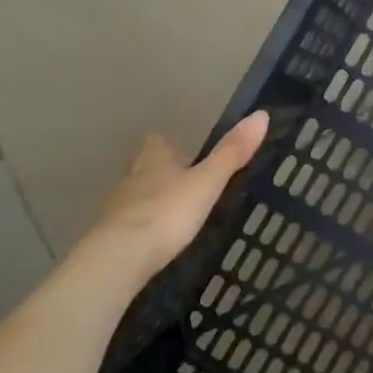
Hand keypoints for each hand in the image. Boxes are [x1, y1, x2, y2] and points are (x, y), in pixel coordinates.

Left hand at [82, 112, 269, 278]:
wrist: (121, 256)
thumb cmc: (167, 212)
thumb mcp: (207, 182)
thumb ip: (231, 153)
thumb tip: (261, 115)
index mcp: (154, 160)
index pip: (157, 142)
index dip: (168, 144)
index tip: (181, 148)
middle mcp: (132, 178)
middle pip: (144, 167)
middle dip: (160, 172)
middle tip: (182, 181)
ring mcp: (117, 208)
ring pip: (135, 195)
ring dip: (151, 199)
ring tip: (173, 211)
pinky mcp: (112, 236)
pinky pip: (130, 224)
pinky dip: (143, 227)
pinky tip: (155, 239)